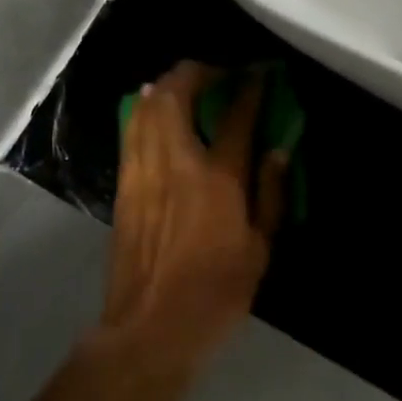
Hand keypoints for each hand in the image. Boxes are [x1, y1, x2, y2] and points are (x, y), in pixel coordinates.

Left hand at [99, 62, 286, 372]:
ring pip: (147, 108)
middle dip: (196, 72)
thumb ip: (270, 194)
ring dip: (167, 86)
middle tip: (217, 72)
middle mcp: (176, 162)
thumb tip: (277, 150)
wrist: (150, 329)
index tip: (260, 72)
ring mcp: (143, 171)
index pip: (235, 116)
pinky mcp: (124, 185)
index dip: (249, 87)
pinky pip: (132, 131)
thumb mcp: (260, 249)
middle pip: (177, 95)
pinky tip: (155, 111)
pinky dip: (145, 110)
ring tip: (185, 83)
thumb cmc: (215, 293)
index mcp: (217, 177)